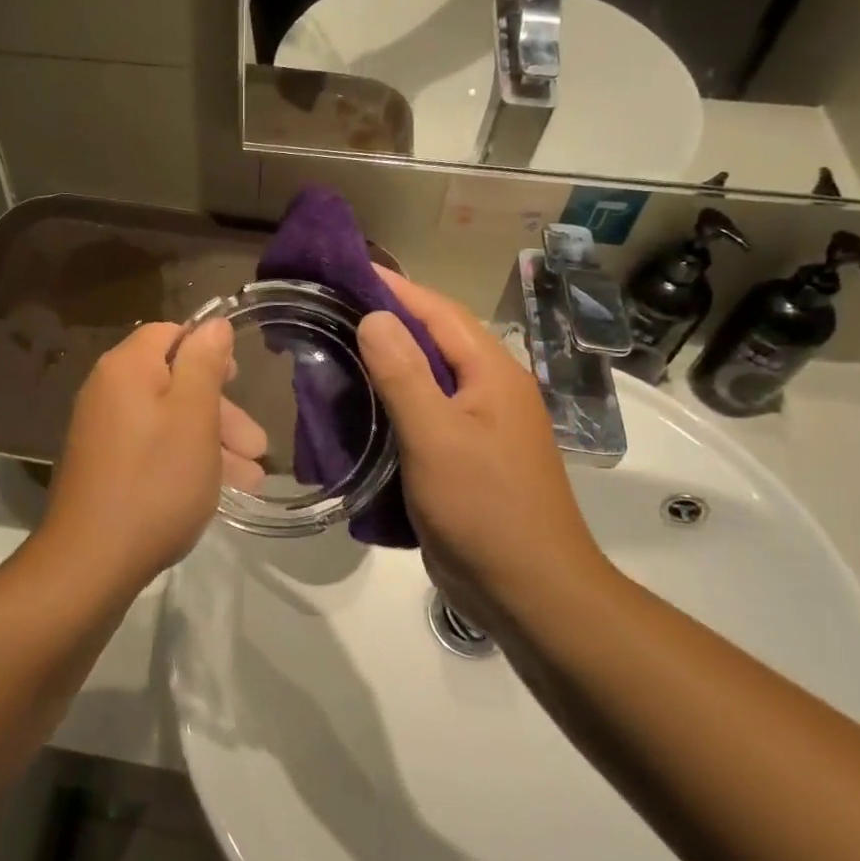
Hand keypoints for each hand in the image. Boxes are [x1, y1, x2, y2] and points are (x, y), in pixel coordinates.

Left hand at [40, 320, 267, 586]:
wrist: (91, 561)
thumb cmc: (155, 481)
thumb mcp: (193, 416)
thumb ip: (204, 363)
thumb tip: (213, 323)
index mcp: (127, 368)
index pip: (170, 334)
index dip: (208, 351)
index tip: (238, 380)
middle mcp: (108, 390)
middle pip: (173, 381)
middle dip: (221, 412)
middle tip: (257, 446)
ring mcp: (102, 430)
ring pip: (168, 420)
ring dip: (211, 443)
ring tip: (251, 480)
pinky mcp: (103, 465)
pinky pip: (151, 448)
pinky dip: (185, 460)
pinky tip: (216, 490)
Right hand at [356, 269, 609, 633]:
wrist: (529, 592)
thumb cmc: (485, 508)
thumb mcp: (436, 436)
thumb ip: (404, 374)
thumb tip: (374, 316)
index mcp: (492, 373)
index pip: (438, 311)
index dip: (393, 287)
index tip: (345, 268)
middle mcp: (490, 389)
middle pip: (434, 338)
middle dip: (386, 319)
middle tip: (330, 308)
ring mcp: (480, 424)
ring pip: (427, 376)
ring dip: (386, 360)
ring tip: (334, 348)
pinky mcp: (465, 456)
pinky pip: (424, 411)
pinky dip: (391, 399)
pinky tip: (358, 404)